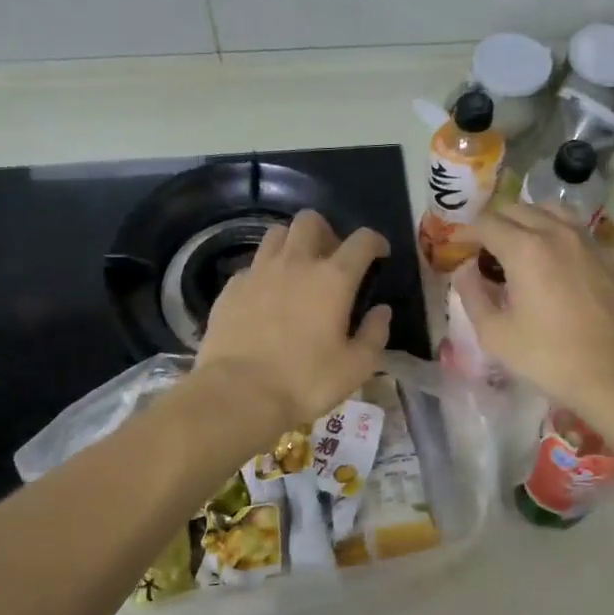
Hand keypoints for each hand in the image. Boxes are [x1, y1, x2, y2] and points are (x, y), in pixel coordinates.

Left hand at [194, 210, 391, 432]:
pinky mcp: (231, 287)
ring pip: (277, 234)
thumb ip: (375, 334)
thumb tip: (382, 311)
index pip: (361, 240)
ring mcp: (259, 272)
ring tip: (297, 270)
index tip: (379, 254)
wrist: (238, 394)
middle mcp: (296, 263)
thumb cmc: (305, 381)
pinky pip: (252, 265)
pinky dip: (265, 272)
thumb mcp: (356, 367)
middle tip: (331, 258)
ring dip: (292, 243)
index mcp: (333, 278)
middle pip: (310, 221)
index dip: (375, 241)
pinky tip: (267, 297)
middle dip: (327, 232)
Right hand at [451, 203, 613, 405]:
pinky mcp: (608, 256)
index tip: (457, 247)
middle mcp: (556, 233)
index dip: (467, 232)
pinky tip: (553, 258)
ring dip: (527, 220)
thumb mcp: (495, 333)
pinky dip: (556, 232)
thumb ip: (472, 295)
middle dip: (494, 223)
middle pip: (517, 209)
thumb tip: (465, 270)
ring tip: (518, 244)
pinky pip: (576, 229)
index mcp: (524, 249)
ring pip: (551, 210)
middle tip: (483, 248)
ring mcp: (587, 241)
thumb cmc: (548, 356)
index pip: (487, 223)